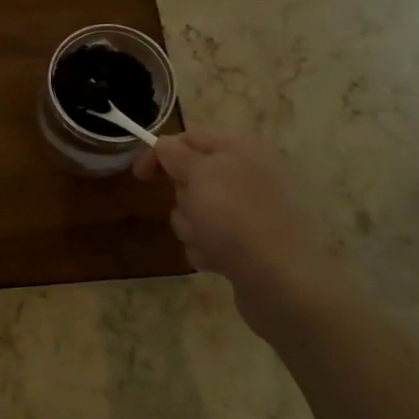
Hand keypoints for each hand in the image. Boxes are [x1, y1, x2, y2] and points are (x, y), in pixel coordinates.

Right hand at [133, 131, 342, 336]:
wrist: (280, 281)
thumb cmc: (236, 217)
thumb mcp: (199, 173)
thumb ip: (175, 154)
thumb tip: (163, 144)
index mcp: (242, 149)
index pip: (190, 138)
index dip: (160, 153)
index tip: (139, 176)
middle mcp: (249, 175)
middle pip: (191, 177)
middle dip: (182, 196)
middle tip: (194, 209)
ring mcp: (251, 212)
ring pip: (196, 211)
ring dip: (191, 227)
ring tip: (209, 241)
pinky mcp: (248, 245)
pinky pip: (210, 240)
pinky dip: (207, 250)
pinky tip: (219, 261)